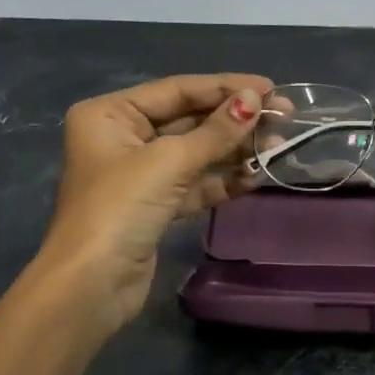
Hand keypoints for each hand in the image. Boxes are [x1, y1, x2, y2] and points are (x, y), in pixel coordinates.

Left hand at [38, 73, 271, 337]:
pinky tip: (256, 176)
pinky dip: (224, 180)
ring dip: (235, 150)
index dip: (226, 87)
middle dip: (235, 120)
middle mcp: (123, 137)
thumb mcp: (170, 162)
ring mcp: (140, 174)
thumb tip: (255, 100)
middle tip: (284, 118)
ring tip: (278, 147)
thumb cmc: (120, 209)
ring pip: (197, 152)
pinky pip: (196, 182)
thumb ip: (216, 131)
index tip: (271, 88)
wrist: (90, 287)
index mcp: (111, 114)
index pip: (178, 90)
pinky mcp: (156, 205)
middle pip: (189, 119)